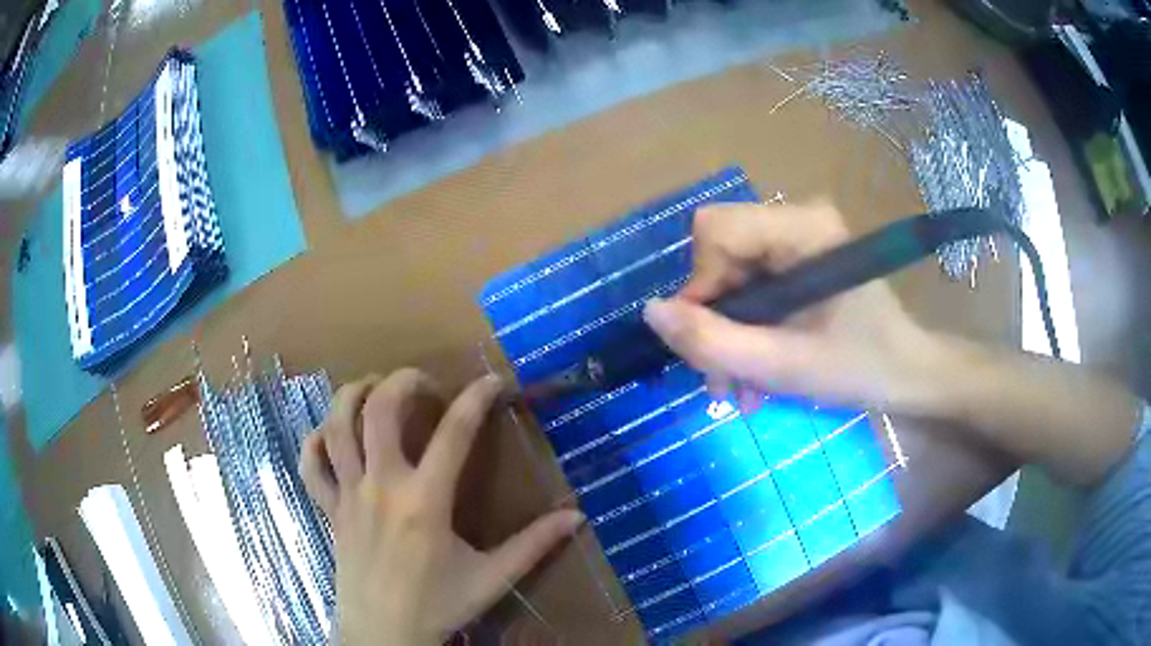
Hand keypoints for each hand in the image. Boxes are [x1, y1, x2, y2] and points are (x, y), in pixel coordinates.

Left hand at [300, 370, 583, 645]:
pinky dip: (314, 441)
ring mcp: (348, 495)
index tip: (493, 382)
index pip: (454, 433)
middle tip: (424, 383)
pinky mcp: (329, 509)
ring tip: (375, 389)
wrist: (383, 633)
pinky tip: (330, 434)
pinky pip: (310, 465)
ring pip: (336, 427)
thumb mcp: (492, 578)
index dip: (477, 398)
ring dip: (353, 396)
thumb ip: (534, 545)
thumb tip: (578, 517)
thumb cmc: (438, 606)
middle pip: (379, 410)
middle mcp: (381, 486)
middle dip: (402, 381)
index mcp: (425, 501)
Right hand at [643, 200, 947, 413]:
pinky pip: (748, 283)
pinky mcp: (798, 257)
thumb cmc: (860, 367)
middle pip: (718, 252)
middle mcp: (796, 217)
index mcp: (802, 227)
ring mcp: (797, 237)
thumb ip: (713, 342)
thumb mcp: (783, 366)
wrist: (908, 373)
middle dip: (714, 319)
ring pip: (728, 272)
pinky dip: (744, 328)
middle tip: (725, 379)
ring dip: (726, 332)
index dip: (700, 286)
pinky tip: (754, 368)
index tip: (714, 343)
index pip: (714, 231)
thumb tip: (651, 311)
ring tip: (739, 386)